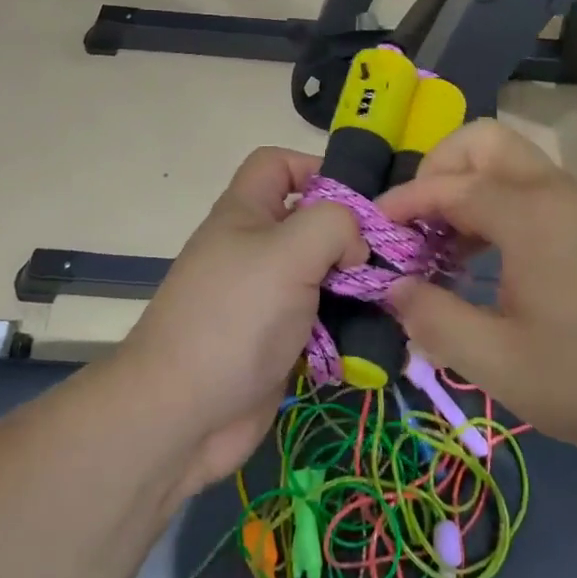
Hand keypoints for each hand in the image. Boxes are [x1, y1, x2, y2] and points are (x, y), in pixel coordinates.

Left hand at [119, 148, 365, 493]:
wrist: (182, 413)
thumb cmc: (234, 318)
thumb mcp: (288, 252)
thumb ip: (334, 225)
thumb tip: (356, 245)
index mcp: (245, 213)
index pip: (277, 163)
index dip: (316, 167)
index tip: (359, 199)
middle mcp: (254, 249)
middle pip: (309, 221)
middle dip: (350, 234)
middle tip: (392, 254)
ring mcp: (264, 298)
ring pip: (321, 274)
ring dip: (354, 284)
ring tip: (394, 296)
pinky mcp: (277, 341)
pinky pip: (320, 320)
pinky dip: (346, 326)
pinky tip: (375, 334)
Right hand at [376, 120, 576, 464]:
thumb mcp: (499, 362)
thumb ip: (434, 319)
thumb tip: (393, 288)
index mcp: (529, 214)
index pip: (449, 185)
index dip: (404, 203)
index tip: (374, 232)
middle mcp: (554, 192)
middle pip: (483, 142)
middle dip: (438, 169)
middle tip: (416, 222)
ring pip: (509, 163)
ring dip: (466, 188)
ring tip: (442, 246)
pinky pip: (531, 190)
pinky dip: (495, 205)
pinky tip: (485, 261)